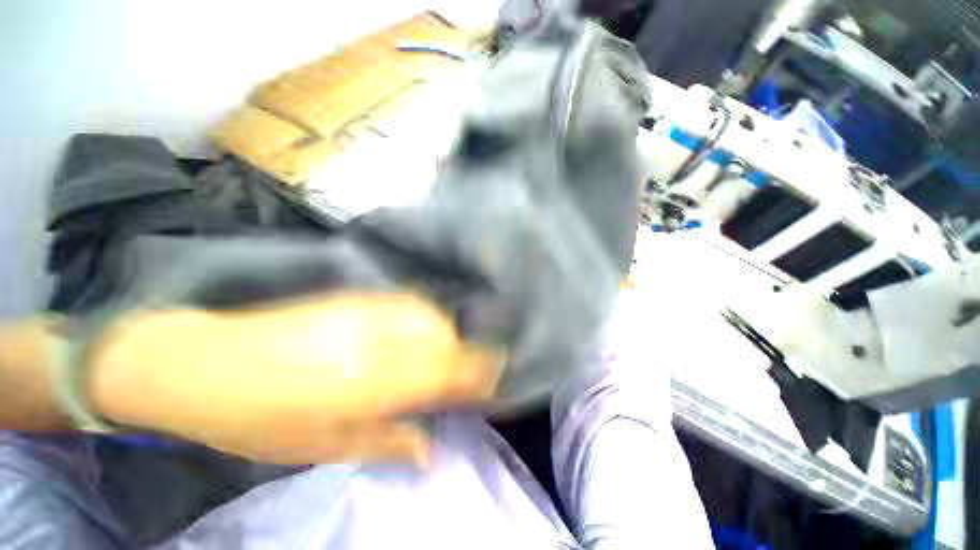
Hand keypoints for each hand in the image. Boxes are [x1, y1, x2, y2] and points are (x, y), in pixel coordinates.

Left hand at [87, 293, 501, 464]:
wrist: (205, 364)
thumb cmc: (259, 420)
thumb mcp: (320, 447)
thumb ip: (385, 443)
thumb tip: (430, 450)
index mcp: (369, 384)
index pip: (443, 373)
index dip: (476, 374)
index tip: (497, 378)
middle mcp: (376, 342)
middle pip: (445, 341)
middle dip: (469, 355)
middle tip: (472, 373)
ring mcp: (366, 314)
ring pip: (431, 317)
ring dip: (448, 336)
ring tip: (446, 354)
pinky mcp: (356, 299)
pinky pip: (410, 303)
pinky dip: (427, 317)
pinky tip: (422, 330)